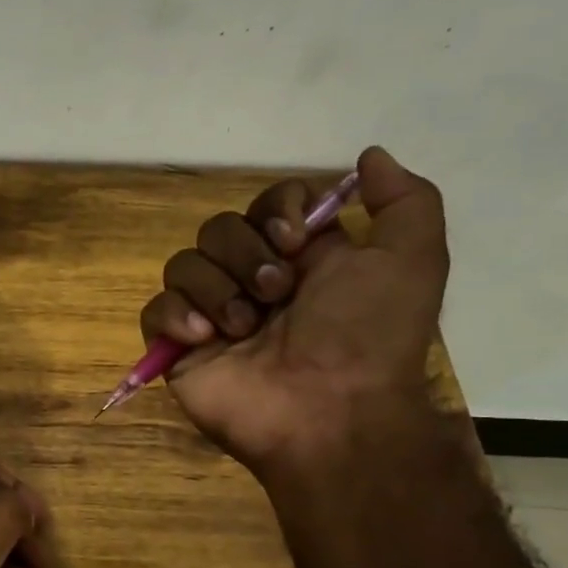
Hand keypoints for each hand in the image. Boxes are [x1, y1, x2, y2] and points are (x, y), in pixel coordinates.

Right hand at [137, 146, 448, 474]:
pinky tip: (205, 337)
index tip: (296, 239)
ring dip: (217, 288)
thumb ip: (404, 200)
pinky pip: (155, 309)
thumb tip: (368, 156)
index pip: (268, 203)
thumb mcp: (413, 260)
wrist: (328, 411)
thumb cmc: (367, 336)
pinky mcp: (178, 347)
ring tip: (245, 327)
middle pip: (219, 228)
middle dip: (246, 254)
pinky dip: (176, 315)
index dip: (276, 208)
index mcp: (301, 258)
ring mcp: (212, 314)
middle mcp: (252, 280)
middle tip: (276, 293)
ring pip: (183, 264)